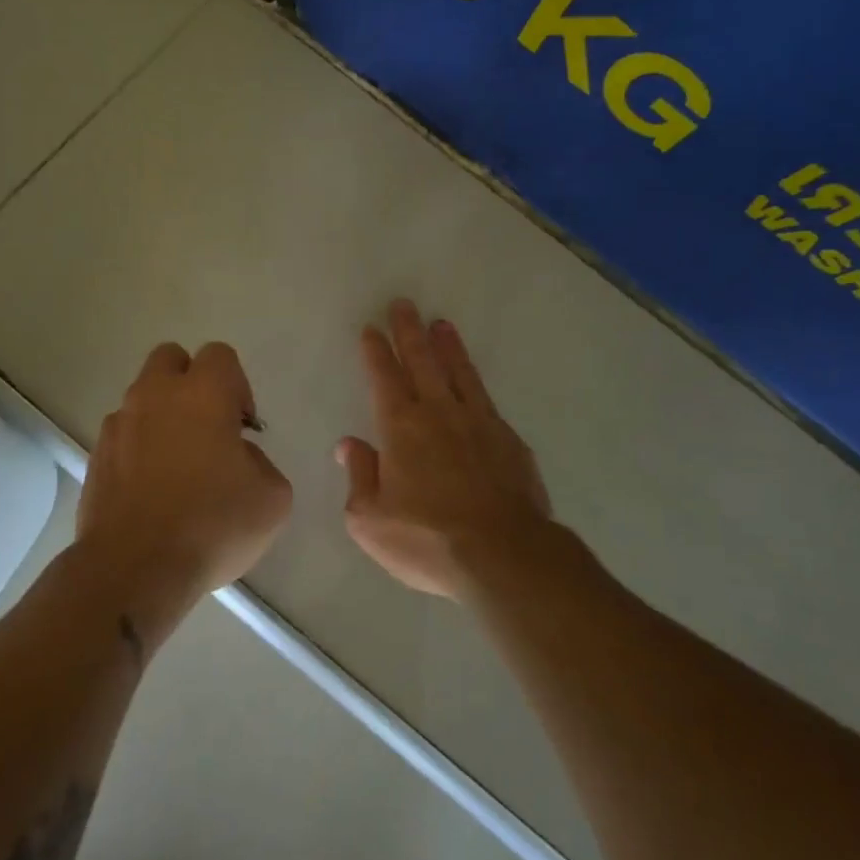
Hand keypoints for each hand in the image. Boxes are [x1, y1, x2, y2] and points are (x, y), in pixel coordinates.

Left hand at [79, 342, 291, 609]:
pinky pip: (123, 434)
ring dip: (162, 416)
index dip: (238, 385)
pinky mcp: (96, 455)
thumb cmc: (212, 524)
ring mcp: (119, 424)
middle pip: (171, 358)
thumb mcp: (272, 498)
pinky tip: (151, 489)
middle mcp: (155, 395)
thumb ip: (261, 461)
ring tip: (178, 466)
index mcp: (203, 393)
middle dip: (191, 382)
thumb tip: (237, 456)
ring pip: (143, 397)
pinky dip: (138, 448)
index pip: (220, 355)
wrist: (134, 568)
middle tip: (208, 428)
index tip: (243, 427)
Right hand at [337, 301, 553, 600]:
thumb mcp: (370, 519)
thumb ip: (359, 476)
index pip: (384, 378)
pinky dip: (476, 382)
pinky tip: (474, 382)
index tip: (372, 328)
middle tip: (403, 304)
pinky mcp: (509, 441)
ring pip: (460, 373)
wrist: (503, 556)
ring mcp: (479, 424)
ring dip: (448, 347)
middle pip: (422, 362)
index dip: (376, 352)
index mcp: (401, 428)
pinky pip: (487, 401)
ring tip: (442, 324)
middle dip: (409, 331)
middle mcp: (439, 414)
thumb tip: (350, 444)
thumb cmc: (426, 540)